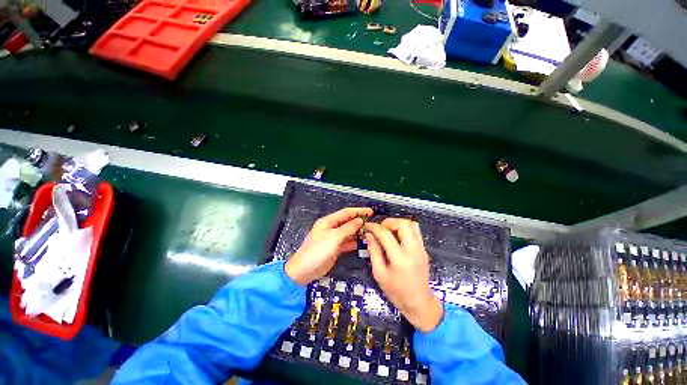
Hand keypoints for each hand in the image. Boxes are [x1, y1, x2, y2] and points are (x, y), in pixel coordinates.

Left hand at [285, 207, 372, 284]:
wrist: (304, 270)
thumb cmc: (317, 250)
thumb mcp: (333, 237)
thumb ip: (348, 228)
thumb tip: (360, 220)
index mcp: (328, 221)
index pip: (346, 213)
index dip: (358, 211)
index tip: (371, 211)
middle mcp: (332, 228)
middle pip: (348, 222)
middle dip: (359, 221)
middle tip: (373, 223)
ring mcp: (334, 238)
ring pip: (349, 232)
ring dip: (358, 232)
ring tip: (371, 232)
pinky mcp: (336, 248)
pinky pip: (348, 242)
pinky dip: (355, 242)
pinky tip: (364, 242)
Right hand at [365, 218, 443, 332]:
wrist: (419, 302)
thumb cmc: (396, 291)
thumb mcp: (379, 273)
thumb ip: (374, 251)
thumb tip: (369, 235)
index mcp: (399, 258)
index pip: (386, 234)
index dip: (375, 227)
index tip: (367, 226)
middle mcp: (413, 250)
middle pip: (403, 224)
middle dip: (389, 222)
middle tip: (380, 228)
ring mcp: (421, 248)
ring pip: (411, 224)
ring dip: (398, 223)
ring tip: (389, 231)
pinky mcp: (424, 249)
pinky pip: (415, 231)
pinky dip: (405, 228)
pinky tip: (397, 236)